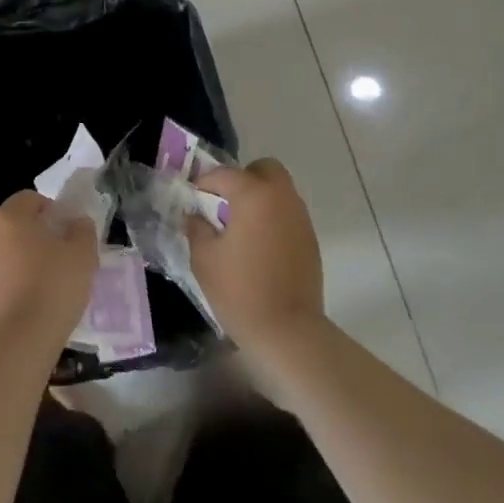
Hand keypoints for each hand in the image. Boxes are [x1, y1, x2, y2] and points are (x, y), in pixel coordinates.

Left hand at [0, 190, 97, 348]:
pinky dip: (0, 281)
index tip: (64, 229)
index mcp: (9, 217)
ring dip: (7, 253)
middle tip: (42, 246)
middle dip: (19, 226)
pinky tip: (20, 301)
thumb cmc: (53, 288)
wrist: (19, 341)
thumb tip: (76, 223)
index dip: (48, 209)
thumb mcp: (83, 255)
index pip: (28, 198)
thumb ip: (82, 230)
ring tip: (32, 276)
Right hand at [188, 158, 325, 353]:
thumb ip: (196, 228)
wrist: (288, 332)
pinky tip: (259, 245)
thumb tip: (194, 215)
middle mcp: (281, 197)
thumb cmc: (240, 291)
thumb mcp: (204, 259)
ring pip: (279, 191)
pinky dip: (273, 217)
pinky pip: (288, 213)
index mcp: (253, 195)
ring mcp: (300, 218)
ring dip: (260, 197)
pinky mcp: (310, 239)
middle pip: (264, 169)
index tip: (193, 196)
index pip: (225, 174)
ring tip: (240, 226)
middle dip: (243, 178)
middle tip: (225, 202)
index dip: (205, 181)